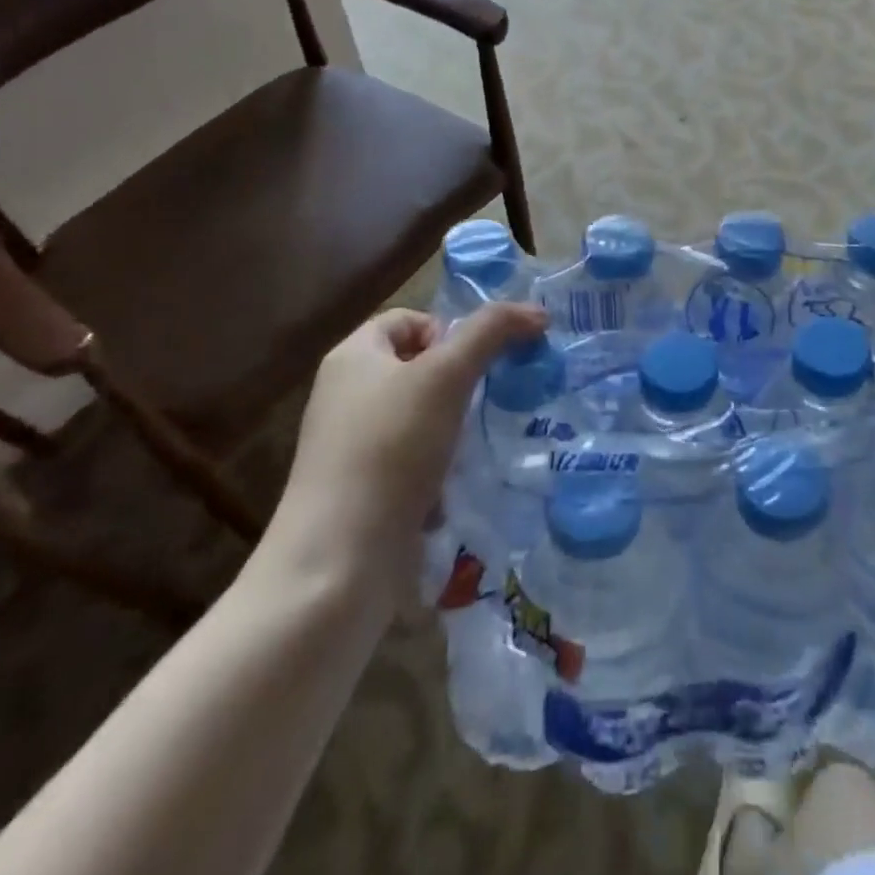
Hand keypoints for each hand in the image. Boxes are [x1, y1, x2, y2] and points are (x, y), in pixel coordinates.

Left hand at [260, 302, 548, 594]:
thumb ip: (491, 333)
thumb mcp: (446, 376)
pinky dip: (437, 474)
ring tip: (471, 452)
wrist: (338, 563)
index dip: (448, 332)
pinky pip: (411, 465)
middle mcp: (346, 396)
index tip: (475, 366)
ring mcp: (352, 448)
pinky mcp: (362, 492)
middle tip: (485, 406)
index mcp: (353, 357)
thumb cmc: (390, 449)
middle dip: (459, 386)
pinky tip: (450, 494)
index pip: (410, 319)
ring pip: (421, 420)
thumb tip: (536, 311)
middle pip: (418, 369)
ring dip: (453, 433)